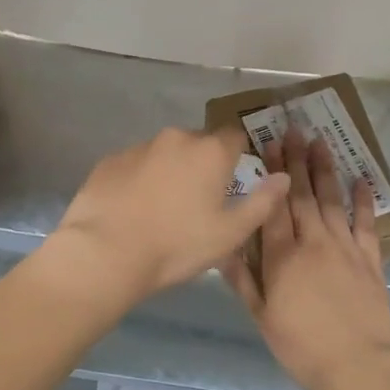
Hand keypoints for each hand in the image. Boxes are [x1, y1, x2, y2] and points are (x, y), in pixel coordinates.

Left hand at [49, 127, 291, 305]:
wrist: (105, 252)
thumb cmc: (176, 245)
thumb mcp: (230, 233)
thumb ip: (262, 203)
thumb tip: (284, 177)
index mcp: (209, 152)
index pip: (235, 136)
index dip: (238, 156)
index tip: (234, 180)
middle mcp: (175, 139)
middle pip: (198, 144)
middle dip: (202, 165)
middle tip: (198, 203)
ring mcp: (138, 147)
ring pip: (164, 153)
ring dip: (169, 172)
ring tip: (161, 209)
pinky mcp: (109, 161)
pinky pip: (135, 165)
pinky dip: (140, 179)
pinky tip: (133, 209)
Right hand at [220, 126, 389, 389]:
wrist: (356, 365)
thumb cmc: (300, 345)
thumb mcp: (261, 317)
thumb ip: (242, 279)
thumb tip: (223, 247)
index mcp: (282, 256)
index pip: (274, 205)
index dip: (271, 173)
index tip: (268, 144)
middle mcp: (313, 242)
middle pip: (302, 194)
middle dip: (296, 159)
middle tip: (292, 129)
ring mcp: (345, 248)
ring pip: (332, 200)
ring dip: (325, 169)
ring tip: (321, 141)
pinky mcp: (370, 259)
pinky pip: (366, 223)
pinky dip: (364, 200)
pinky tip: (361, 179)